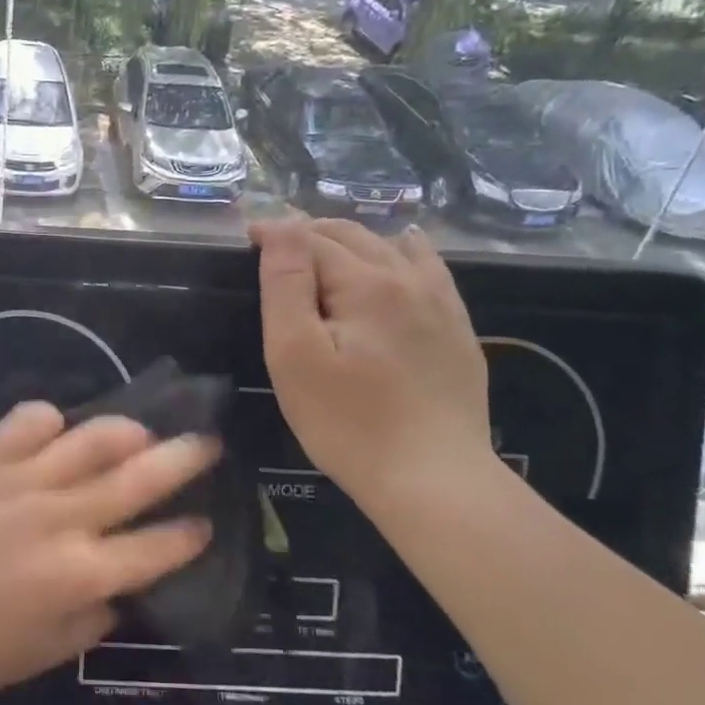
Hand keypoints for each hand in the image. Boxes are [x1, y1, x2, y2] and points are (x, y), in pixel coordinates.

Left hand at [0, 402, 217, 704]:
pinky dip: (48, 419)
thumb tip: (122, 586)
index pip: (155, 548)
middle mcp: (61, 518)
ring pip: (90, 439)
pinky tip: (54, 426)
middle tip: (208, 441)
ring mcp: (22, 480)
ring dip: (126, 430)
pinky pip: (27, 420)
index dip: (189, 535)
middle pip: (138, 479)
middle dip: (184, 459)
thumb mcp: (47, 652)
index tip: (206, 522)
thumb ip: (94, 617)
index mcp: (80, 573)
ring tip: (142, 428)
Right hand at [251, 218, 492, 502]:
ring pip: (391, 247)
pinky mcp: (457, 329)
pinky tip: (402, 248)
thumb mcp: (295, 353)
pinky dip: (405, 250)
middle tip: (276, 244)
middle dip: (310, 231)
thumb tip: (282, 224)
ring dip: (352, 239)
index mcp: (365, 283)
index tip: (247, 237)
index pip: (311, 240)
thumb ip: (286, 283)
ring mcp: (440, 303)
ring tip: (323, 247)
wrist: (433, 480)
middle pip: (352, 236)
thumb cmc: (347, 421)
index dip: (276, 233)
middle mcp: (408, 279)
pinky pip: (430, 268)